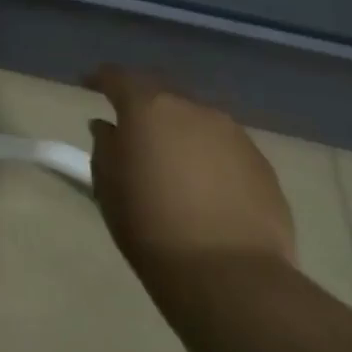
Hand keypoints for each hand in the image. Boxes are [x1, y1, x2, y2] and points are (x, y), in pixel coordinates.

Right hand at [85, 66, 295, 287]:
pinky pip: (224, 147)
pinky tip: (201, 183)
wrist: (229, 274)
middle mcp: (194, 110)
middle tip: (129, 123)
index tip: (88, 85)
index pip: (118, 77)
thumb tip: (110, 128)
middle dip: (143, 102)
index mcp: (149, 108)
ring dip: (178, 129)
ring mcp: (235, 136)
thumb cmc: (149, 222)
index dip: (101, 78)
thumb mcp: (107, 183)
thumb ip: (106, 145)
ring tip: (168, 156)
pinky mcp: (263, 166)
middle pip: (162, 93)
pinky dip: (206, 155)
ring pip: (197, 120)